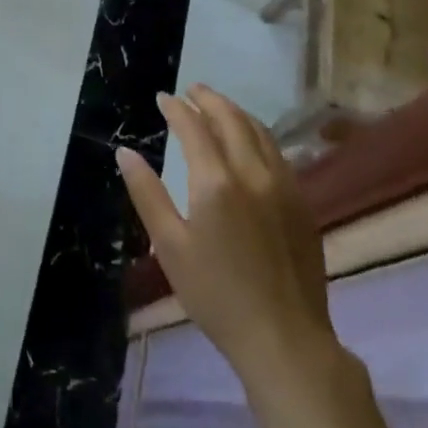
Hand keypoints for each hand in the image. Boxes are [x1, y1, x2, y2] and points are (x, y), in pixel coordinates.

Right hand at [117, 86, 335, 376]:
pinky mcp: (302, 205)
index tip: (163, 98)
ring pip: (261, 133)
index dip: (177, 109)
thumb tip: (125, 153)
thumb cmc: (215, 294)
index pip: (194, 128)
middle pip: (232, 120)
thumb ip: (146, 193)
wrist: (284, 338)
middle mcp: (254, 174)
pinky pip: (278, 154)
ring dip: (237, 114)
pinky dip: (258, 136)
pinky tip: (250, 144)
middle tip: (192, 90)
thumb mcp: (169, 245)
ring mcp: (285, 187)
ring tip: (218, 108)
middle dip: (210, 100)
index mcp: (216, 182)